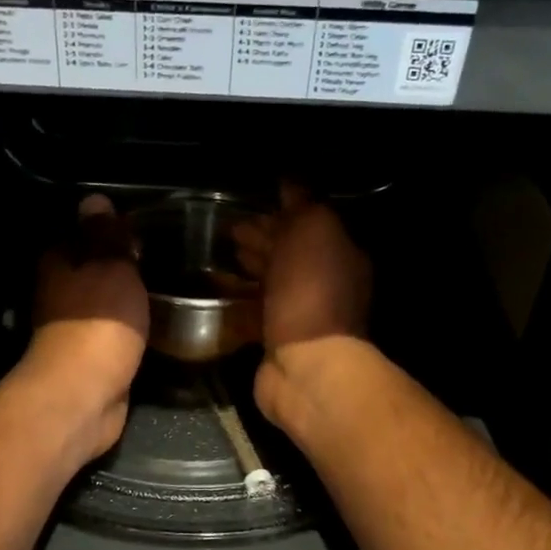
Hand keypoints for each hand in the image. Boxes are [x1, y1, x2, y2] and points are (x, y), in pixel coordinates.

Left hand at [23, 194, 149, 459]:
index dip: (111, 229)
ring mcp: (74, 328)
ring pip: (106, 302)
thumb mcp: (111, 267)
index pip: (83, 233)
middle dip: (124, 264)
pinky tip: (158, 321)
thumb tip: (94, 198)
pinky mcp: (92, 358)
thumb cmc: (98, 322)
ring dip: (129, 297)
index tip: (146, 227)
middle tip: (168, 256)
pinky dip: (132, 326)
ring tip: (170, 286)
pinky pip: (116, 331)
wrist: (85, 394)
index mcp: (59, 263)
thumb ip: (107, 235)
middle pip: (94, 268)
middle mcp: (60, 292)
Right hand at [232, 183, 372, 424]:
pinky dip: (233, 297)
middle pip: (287, 253)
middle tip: (225, 228)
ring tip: (215, 254)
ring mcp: (298, 314)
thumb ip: (303, 204)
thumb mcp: (313, 232)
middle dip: (259, 237)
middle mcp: (323, 283)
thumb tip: (290, 181)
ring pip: (268, 282)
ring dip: (245, 266)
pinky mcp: (273, 339)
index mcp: (339, 254)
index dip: (279, 210)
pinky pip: (251, 311)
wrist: (306, 367)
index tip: (248, 202)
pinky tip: (211, 287)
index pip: (307, 224)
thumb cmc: (311, 293)